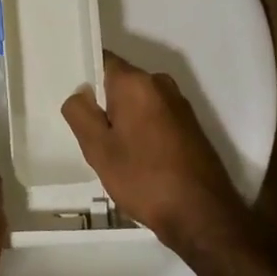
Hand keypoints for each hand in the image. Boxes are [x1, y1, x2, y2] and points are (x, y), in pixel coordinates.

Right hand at [61, 51, 247, 255]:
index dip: (84, 76)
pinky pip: (154, 116)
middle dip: (103, 104)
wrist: (202, 215)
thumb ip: (80, 113)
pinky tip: (137, 160)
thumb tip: (80, 93)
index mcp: (136, 82)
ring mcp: (179, 104)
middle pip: (120, 83)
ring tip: (113, 153)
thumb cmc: (144, 179)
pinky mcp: (189, 125)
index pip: (102, 60)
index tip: (74, 101)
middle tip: (89, 136)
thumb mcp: (98, 149)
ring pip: (137, 102)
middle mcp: (161, 84)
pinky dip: (141, 130)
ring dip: (123, 120)